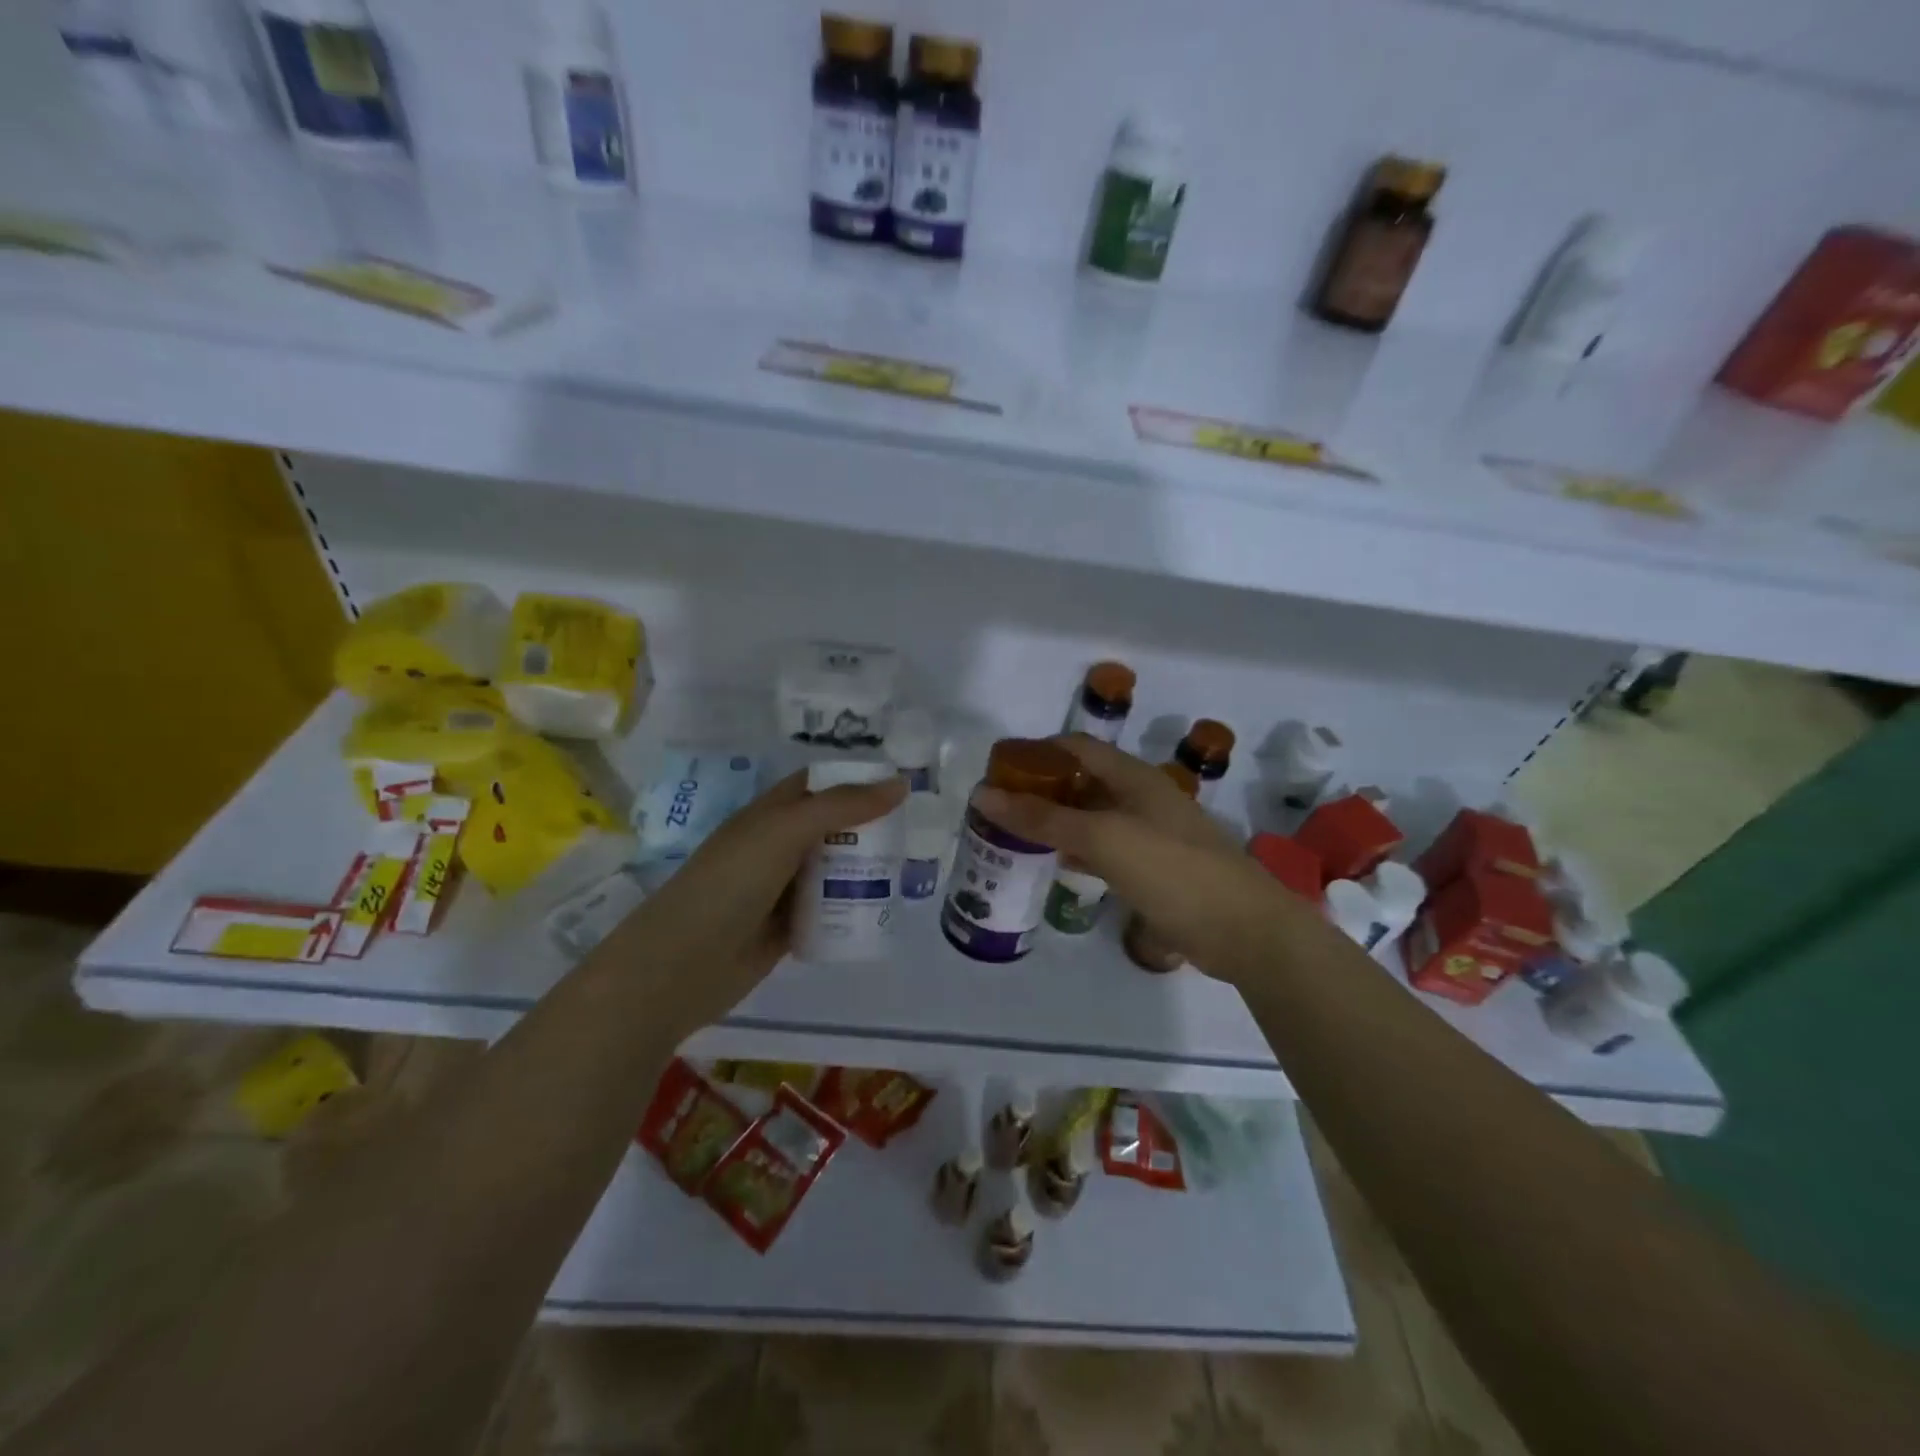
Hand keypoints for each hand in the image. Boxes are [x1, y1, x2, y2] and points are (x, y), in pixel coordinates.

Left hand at [599, 769, 907, 1035]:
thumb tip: (900, 783)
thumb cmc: (731, 883)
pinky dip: (853, 905)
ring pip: (834, 868)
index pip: (819, 784)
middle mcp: (778, 845)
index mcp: (770, 813)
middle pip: (833, 827)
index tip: (901, 784)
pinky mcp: (789, 926)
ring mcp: (783, 887)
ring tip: (908, 868)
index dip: (856, 779)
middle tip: (916, 831)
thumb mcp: (785, 831)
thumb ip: (841, 806)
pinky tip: (884, 907)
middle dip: (870, 827)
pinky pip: (829, 907)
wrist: (684, 964)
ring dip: (866, 867)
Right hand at [973, 735, 1308, 983]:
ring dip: (1058, 820)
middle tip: (999, 806)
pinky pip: (1107, 849)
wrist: (1243, 930)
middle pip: (1084, 781)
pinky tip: (1056, 862)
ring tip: (1015, 833)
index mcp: (1135, 777)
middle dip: (1043, 788)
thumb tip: (982, 794)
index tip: (998, 767)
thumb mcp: (1103, 837)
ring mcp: (1151, 834)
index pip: (1077, 747)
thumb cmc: (1172, 869)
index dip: (1037, 751)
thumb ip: (1044, 817)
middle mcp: (1142, 798)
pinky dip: (1079, 849)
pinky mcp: (1155, 869)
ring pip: (1094, 816)